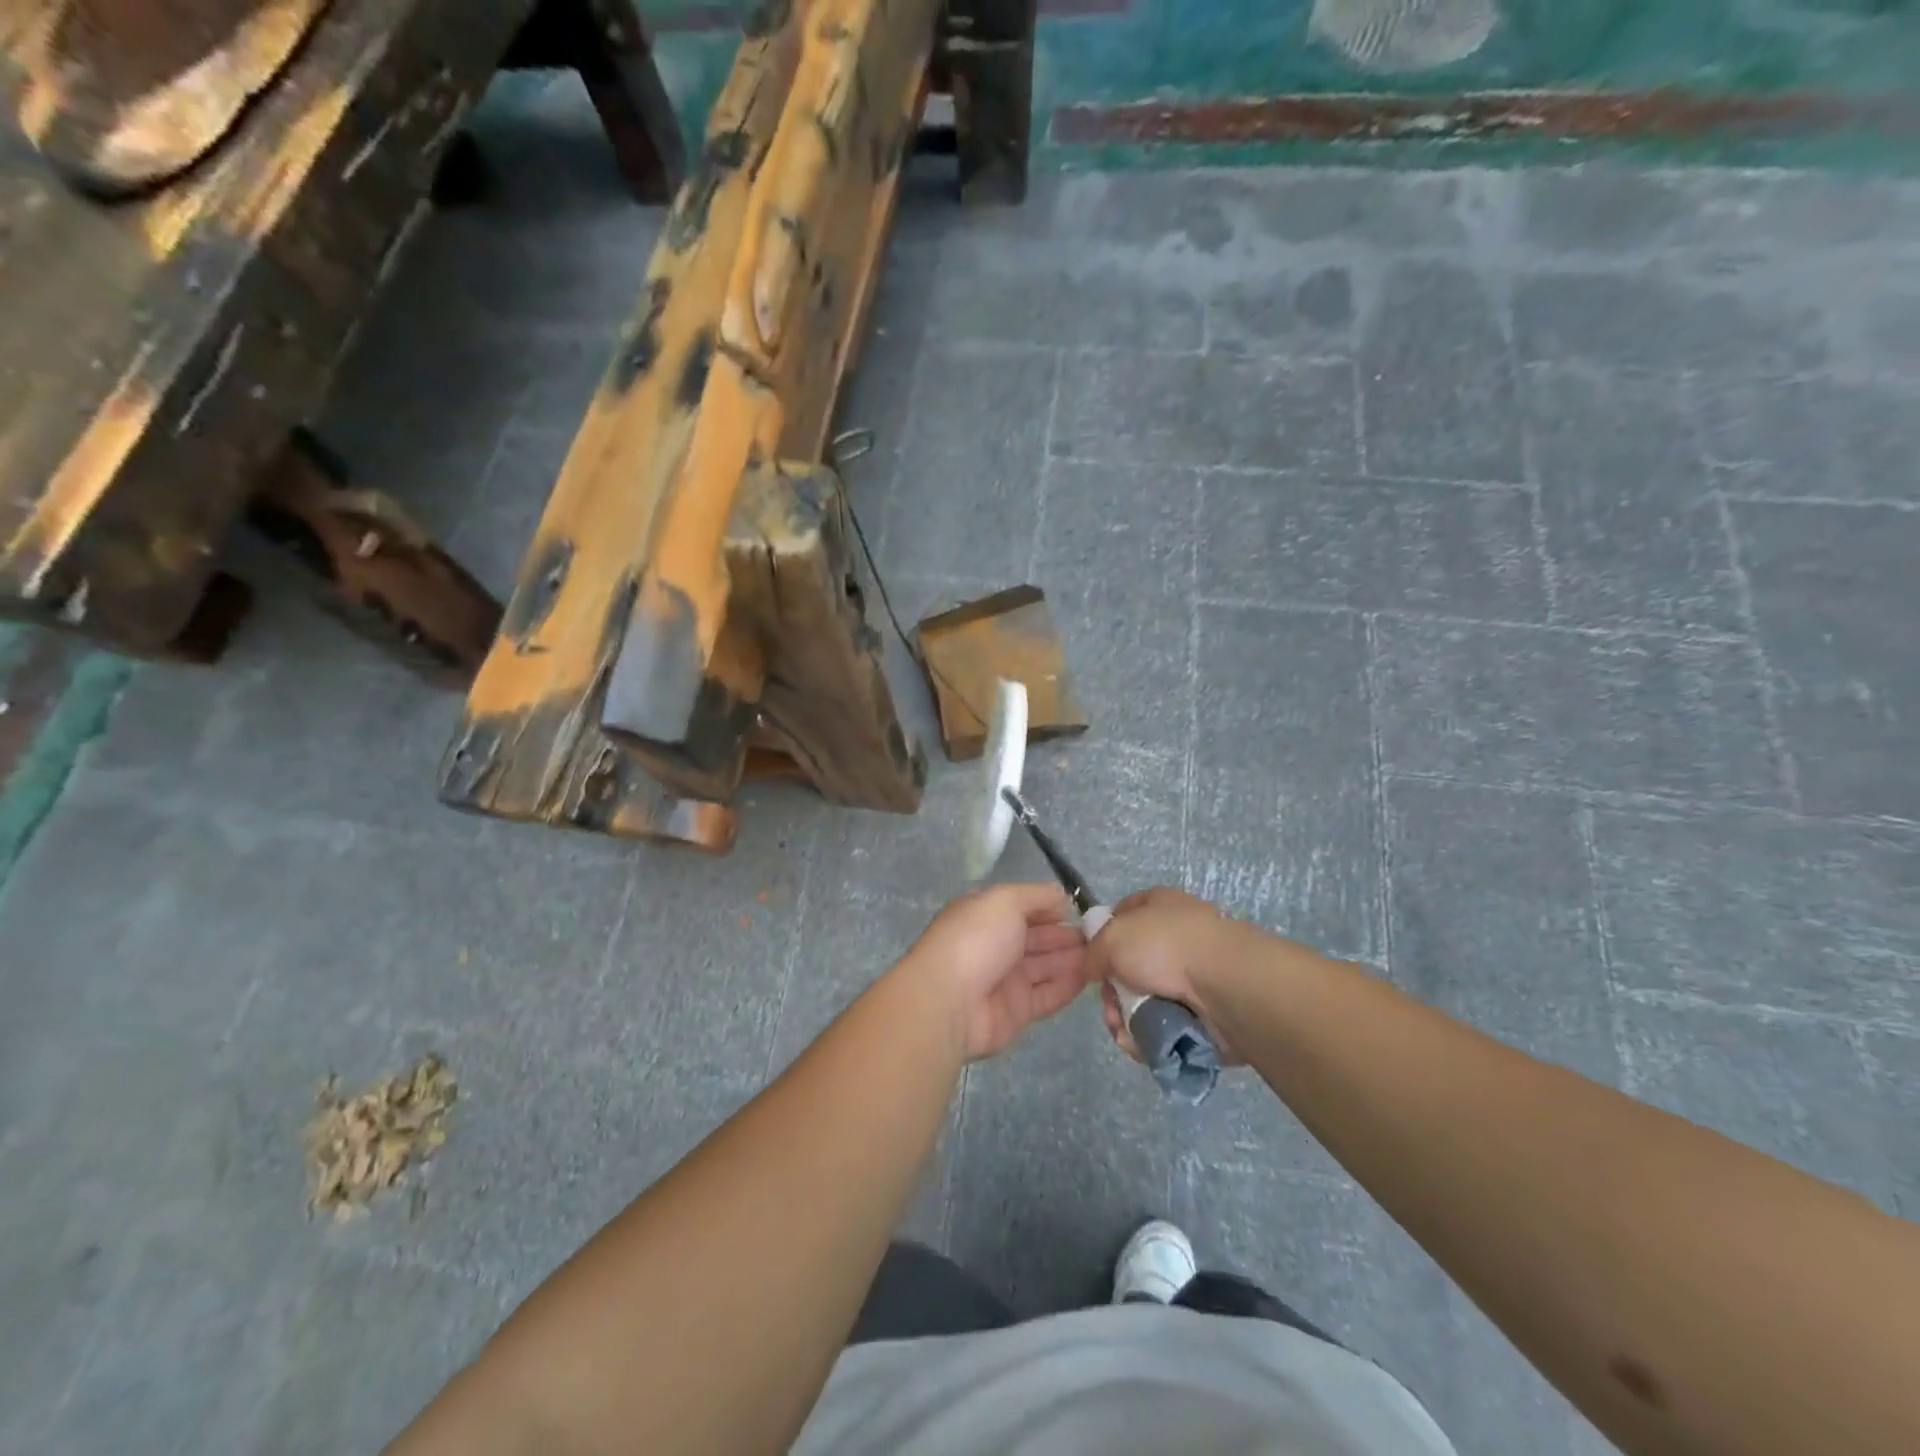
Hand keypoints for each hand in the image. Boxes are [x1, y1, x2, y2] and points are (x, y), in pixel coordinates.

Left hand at [900, 884, 1089, 1060]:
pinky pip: (1048, 995)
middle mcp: (996, 945)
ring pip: (1046, 966)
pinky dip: (1069, 986)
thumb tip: (1061, 897)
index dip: (1051, 908)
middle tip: (1102, 935)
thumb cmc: (976, 940)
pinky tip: (1093, 977)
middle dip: (1067, 935)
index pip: (1024, 907)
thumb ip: (1036, 896)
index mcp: (986, 915)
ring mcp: (1006, 979)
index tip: (1081, 911)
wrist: (949, 1002)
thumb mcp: (1005, 900)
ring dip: (1073, 959)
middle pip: (1038, 938)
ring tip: (1104, 955)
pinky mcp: (1017, 1011)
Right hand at [1083, 887, 1248, 1064]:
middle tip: (1111, 1008)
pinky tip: (1141, 1043)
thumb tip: (1095, 968)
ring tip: (1126, 1032)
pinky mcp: (1204, 1013)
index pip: (1123, 914)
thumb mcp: (1112, 936)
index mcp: (1159, 905)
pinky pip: (1164, 1026)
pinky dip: (1149, 1037)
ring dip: (1127, 1019)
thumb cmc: (1165, 946)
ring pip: (1144, 1000)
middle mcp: (1177, 937)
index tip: (1093, 962)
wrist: (1226, 985)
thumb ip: (1093, 950)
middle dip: (1113, 993)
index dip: (1103, 937)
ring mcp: (1192, 976)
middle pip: (1130, 966)